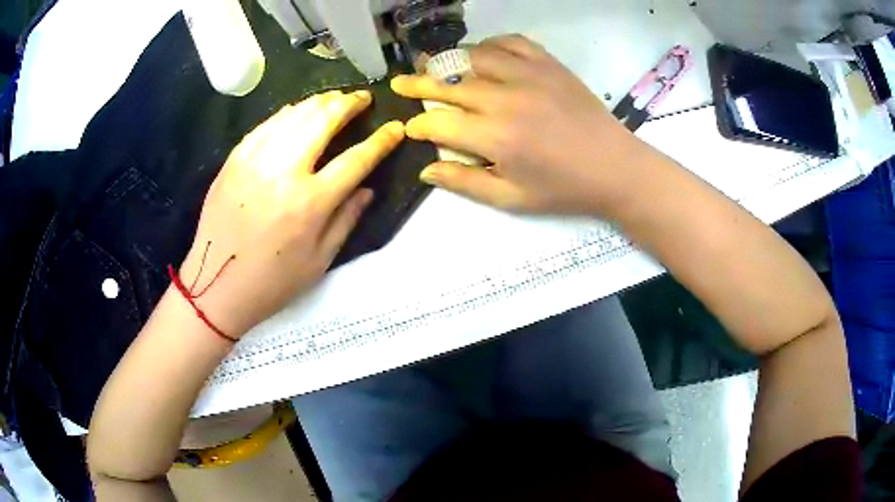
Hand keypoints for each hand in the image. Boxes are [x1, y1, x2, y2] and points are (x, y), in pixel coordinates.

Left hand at [177, 90, 404, 337]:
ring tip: (334, 98)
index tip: (395, 127)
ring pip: (294, 114)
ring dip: (319, 101)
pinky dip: (287, 113)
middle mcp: (284, 172)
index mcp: (310, 203)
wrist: (216, 285)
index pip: (356, 159)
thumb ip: (346, 220)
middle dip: (348, 104)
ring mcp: (255, 161)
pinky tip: (297, 110)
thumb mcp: (319, 261)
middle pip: (323, 120)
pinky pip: (265, 124)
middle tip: (362, 98)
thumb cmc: (272, 282)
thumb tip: (367, 188)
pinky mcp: (234, 160)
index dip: (381, 140)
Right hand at [392, 34, 660, 215]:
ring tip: (437, 67)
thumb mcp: (512, 198)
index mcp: (494, 138)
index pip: (438, 123)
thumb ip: (465, 182)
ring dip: (451, 62)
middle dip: (419, 86)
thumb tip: (425, 170)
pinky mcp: (548, 64)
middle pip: (448, 85)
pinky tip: (484, 56)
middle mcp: (505, 99)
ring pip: (474, 57)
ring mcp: (528, 75)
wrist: (614, 167)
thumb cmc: (563, 189)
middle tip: (400, 83)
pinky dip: (490, 45)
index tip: (410, 127)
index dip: (418, 124)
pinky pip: (510, 42)